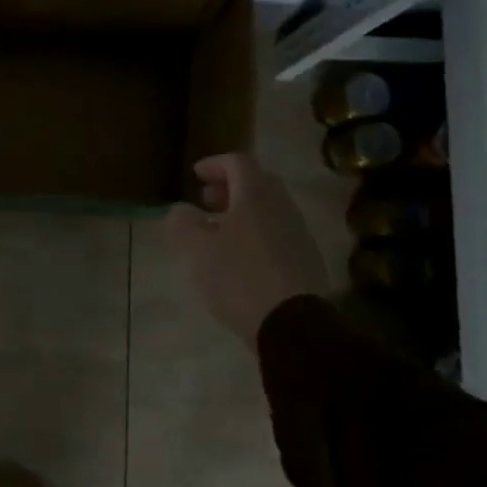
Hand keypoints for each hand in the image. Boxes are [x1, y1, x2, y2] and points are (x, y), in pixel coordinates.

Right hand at [166, 153, 329, 347]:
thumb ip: (182, 221)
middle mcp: (281, 206)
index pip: (237, 161)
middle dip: (229, 187)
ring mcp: (298, 233)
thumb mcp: (195, 248)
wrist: (291, 324)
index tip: (195, 175)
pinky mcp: (305, 259)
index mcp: (255, 195)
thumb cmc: (237, 276)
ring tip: (217, 232)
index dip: (214, 164)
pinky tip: (239, 258)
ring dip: (242, 212)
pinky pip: (276, 233)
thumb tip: (181, 210)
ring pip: (268, 209)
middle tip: (206, 200)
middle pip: (257, 183)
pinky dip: (255, 233)